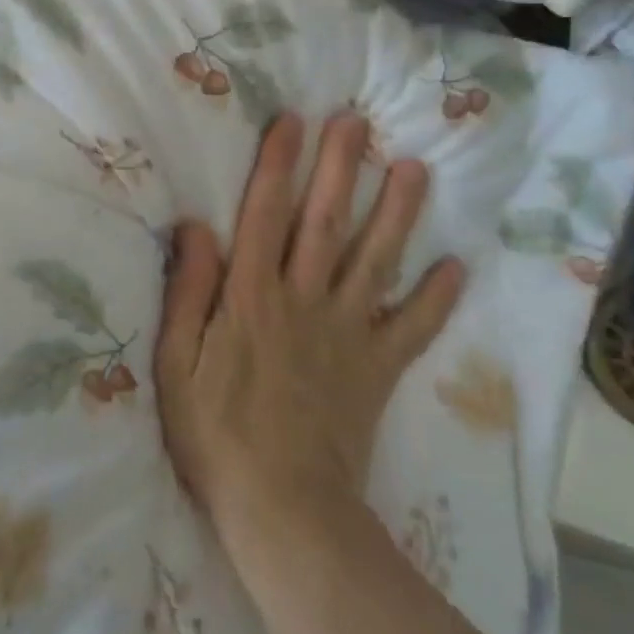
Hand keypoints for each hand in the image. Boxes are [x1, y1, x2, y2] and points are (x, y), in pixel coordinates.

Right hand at [155, 112, 465, 542]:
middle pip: (325, 223)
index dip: (277, 164)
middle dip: (340, 168)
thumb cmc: (216, 436)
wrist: (284, 512)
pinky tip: (457, 267)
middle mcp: (304, 301)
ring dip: (396, 213)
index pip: (264, 215)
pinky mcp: (377, 369)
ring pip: (376, 262)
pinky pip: (411, 329)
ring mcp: (347, 334)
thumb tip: (196, 226)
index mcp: (252, 298)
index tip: (291, 121)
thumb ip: (188, 293)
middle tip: (356, 121)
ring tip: (414, 168)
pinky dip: (437, 299)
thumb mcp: (176, 365)